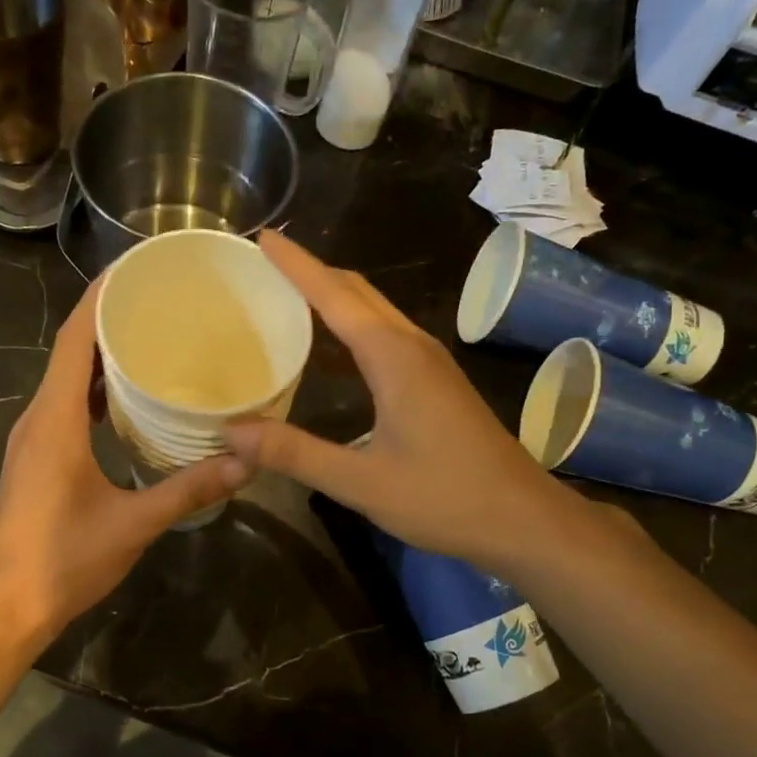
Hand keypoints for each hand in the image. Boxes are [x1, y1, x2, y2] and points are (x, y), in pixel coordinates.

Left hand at [0, 275, 247, 645]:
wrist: (5, 606)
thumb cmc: (63, 559)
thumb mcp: (134, 523)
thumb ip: (190, 489)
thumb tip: (247, 461)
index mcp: (55, 418)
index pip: (76, 338)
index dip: (101, 296)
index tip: (136, 268)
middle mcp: (38, 416)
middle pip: (72, 350)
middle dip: (110, 317)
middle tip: (161, 300)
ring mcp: (33, 437)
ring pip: (68, 378)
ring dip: (102, 354)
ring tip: (152, 337)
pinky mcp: (36, 456)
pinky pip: (66, 403)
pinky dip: (96, 388)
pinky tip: (129, 398)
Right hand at [222, 231, 572, 572]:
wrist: (523, 519)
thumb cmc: (445, 497)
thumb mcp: (362, 482)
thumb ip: (296, 454)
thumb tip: (232, 431)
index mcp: (393, 357)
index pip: (335, 296)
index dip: (297, 265)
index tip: (263, 238)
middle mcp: (412, 346)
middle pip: (357, 291)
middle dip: (312, 271)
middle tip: (266, 264)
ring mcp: (430, 361)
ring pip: (375, 309)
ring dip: (334, 293)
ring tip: (289, 294)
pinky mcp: (437, 380)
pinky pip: (385, 332)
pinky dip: (352, 322)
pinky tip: (332, 346)